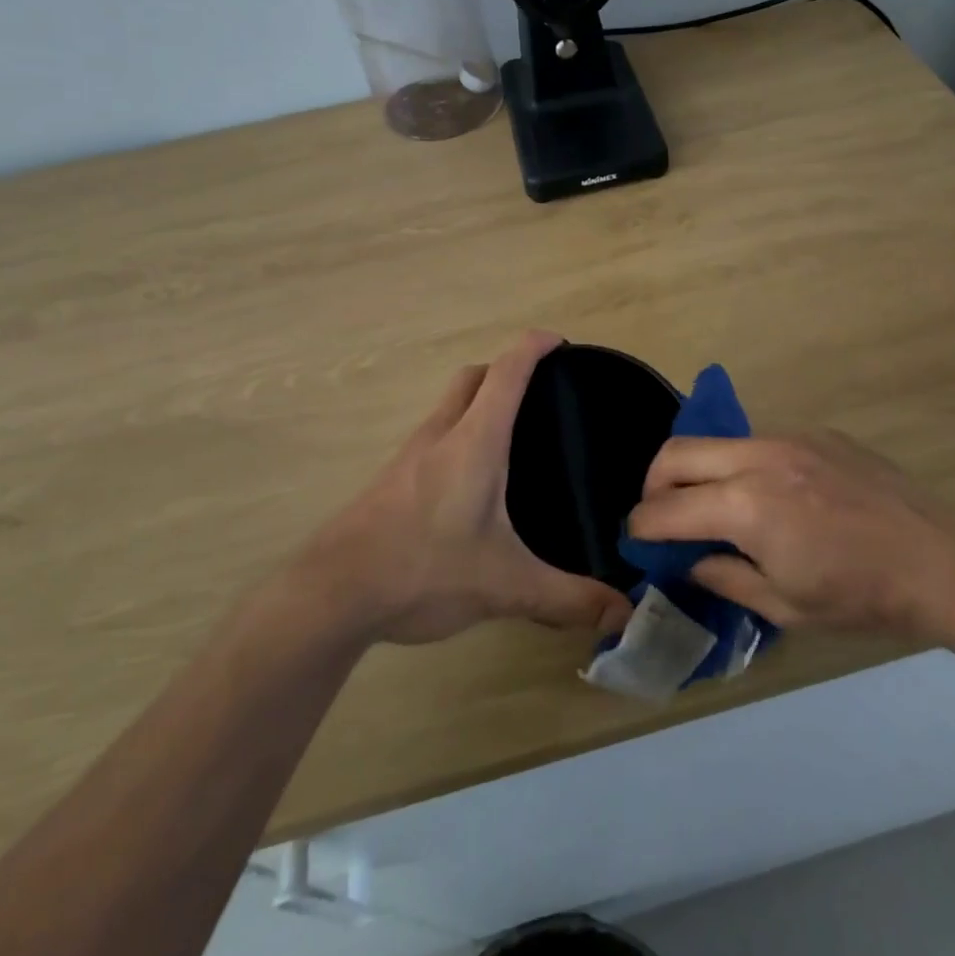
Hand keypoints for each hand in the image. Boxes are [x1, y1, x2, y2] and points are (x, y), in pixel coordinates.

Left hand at [295, 331, 633, 645]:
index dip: (533, 347)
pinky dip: (458, 435)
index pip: (506, 372)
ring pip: (449, 406)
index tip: (559, 342)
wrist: (331, 594)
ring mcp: (410, 455)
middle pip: (473, 378)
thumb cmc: (424, 570)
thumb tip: (623, 613)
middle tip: (541, 395)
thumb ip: (568, 598)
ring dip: (479, 403)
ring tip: (513, 438)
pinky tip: (471, 483)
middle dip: (505, 370)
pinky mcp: (391, 479)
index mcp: (474, 442)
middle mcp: (440, 435)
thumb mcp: (505, 586)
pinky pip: (434, 436)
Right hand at [628, 430, 954, 655]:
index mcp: (746, 506)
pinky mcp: (817, 433)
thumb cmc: (862, 597)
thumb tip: (691, 561)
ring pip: (718, 442)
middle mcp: (759, 457)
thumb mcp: (785, 606)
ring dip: (699, 471)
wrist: (943, 560)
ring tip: (714, 507)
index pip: (667, 509)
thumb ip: (725, 577)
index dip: (641, 526)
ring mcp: (790, 437)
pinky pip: (759, 442)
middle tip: (662, 516)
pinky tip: (771, 497)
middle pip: (677, 453)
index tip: (635, 539)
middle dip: (654, 484)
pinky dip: (742, 466)